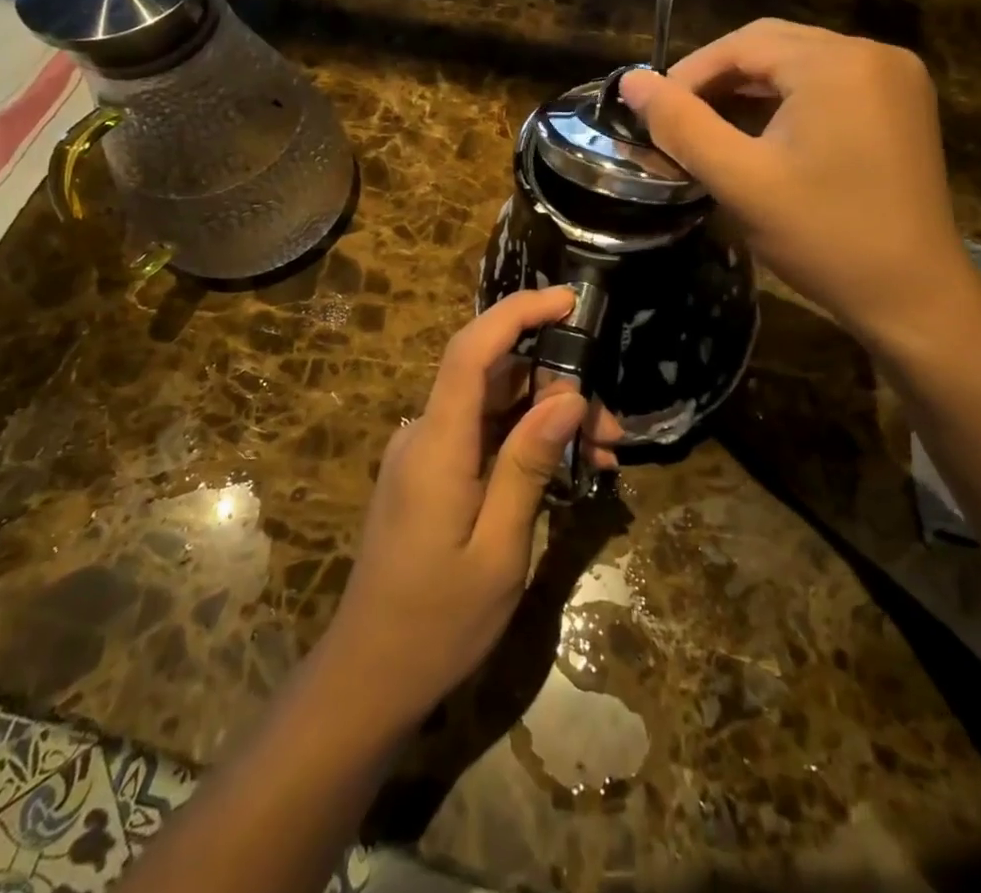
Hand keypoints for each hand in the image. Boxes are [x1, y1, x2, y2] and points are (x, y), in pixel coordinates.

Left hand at [322, 288, 622, 733]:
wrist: (368, 678)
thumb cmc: (436, 624)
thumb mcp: (498, 550)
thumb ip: (528, 465)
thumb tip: (568, 396)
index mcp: (436, 444)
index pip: (472, 350)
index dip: (518, 312)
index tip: (569, 301)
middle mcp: (424, 433)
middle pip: (494, 378)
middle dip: (557, 385)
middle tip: (611, 427)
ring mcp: (425, 453)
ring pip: (493, 407)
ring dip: (548, 417)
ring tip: (603, 453)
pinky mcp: (430, 473)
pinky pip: (482, 435)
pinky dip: (525, 441)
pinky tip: (567, 468)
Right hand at [618, 19, 977, 352]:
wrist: (913, 296)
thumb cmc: (824, 237)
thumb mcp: (741, 181)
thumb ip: (681, 126)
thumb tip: (631, 81)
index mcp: (837, 63)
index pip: (744, 44)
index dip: (691, 73)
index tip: (654, 111)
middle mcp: (873, 54)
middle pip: (774, 46)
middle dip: (720, 77)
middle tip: (680, 120)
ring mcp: (896, 78)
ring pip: (801, 63)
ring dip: (752, 89)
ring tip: (712, 127)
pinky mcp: (903, 105)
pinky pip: (831, 83)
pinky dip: (789, 100)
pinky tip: (764, 134)